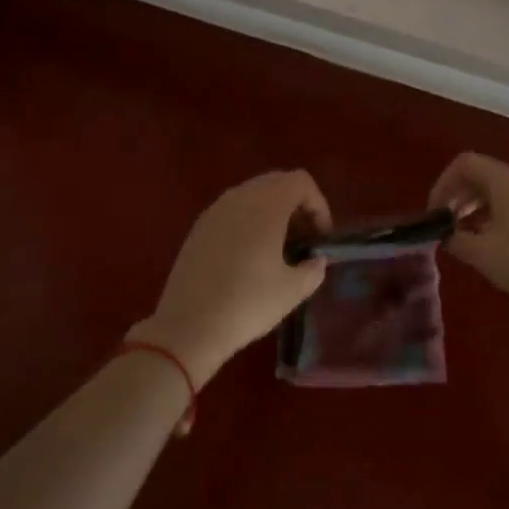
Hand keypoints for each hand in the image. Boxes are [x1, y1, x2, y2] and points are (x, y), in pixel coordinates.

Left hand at [133, 171, 331, 384]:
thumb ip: (313, 269)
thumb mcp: (292, 291)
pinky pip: (232, 211)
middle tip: (304, 241)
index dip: (319, 206)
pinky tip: (249, 257)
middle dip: (297, 206)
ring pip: (253, 195)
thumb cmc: (247, 303)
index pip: (301, 182)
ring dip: (272, 213)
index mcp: (266, 204)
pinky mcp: (198, 228)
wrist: (188, 326)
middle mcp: (239, 197)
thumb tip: (316, 261)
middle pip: (277, 182)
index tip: (320, 238)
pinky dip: (249, 222)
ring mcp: (215, 210)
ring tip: (279, 249)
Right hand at [429, 153, 508, 328]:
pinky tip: (494, 245)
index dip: (442, 184)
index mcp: (506, 180)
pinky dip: (496, 216)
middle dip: (458, 196)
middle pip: (482, 174)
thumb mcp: (483, 254)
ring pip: (499, 190)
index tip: (435, 214)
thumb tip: (444, 234)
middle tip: (446, 226)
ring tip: (466, 238)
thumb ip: (455, 240)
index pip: (465, 163)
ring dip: (476, 208)